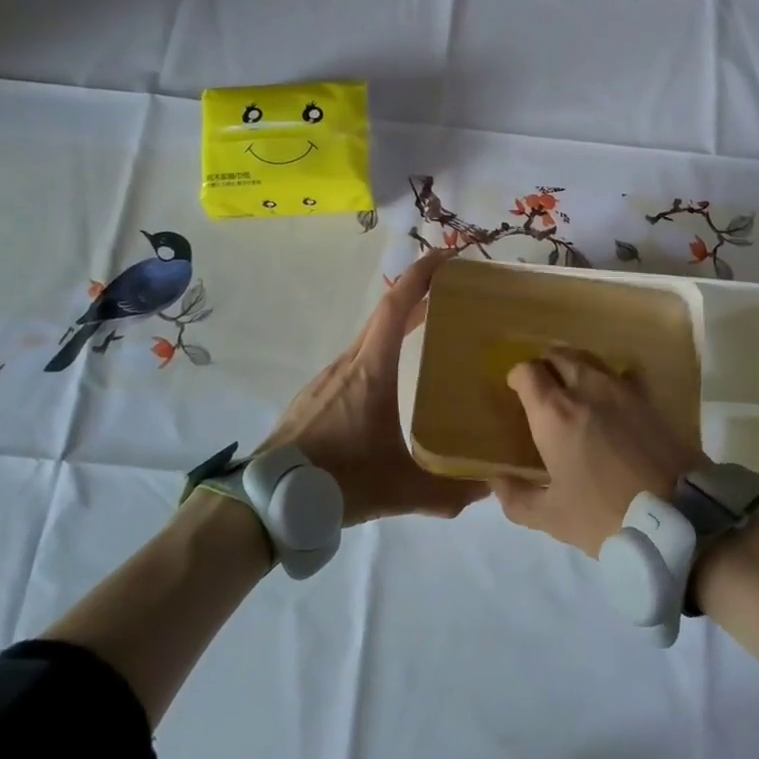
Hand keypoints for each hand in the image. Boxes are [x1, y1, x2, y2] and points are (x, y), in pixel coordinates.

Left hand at [260, 249, 484, 525]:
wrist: (268, 500)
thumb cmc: (336, 481)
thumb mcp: (400, 489)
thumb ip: (448, 492)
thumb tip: (490, 488)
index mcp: (371, 370)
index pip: (396, 306)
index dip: (422, 275)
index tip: (448, 257)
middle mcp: (349, 363)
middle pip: (385, 315)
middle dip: (419, 295)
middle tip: (454, 294)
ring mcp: (328, 377)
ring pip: (369, 338)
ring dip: (399, 325)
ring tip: (430, 331)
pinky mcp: (316, 395)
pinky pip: (356, 359)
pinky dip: (381, 351)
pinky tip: (392, 380)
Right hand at [491, 346, 704, 556]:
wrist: (678, 518)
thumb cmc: (605, 515)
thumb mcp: (553, 518)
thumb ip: (518, 498)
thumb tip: (496, 480)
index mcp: (555, 413)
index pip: (528, 371)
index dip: (518, 377)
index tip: (516, 391)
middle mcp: (587, 388)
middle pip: (560, 355)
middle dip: (546, 365)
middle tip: (543, 387)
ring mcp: (623, 389)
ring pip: (591, 359)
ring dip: (576, 366)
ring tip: (573, 389)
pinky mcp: (650, 399)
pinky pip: (622, 375)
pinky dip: (609, 379)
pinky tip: (612, 401)